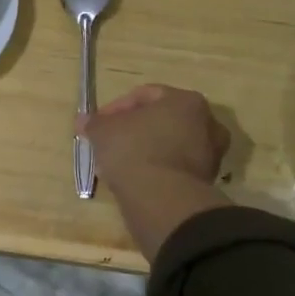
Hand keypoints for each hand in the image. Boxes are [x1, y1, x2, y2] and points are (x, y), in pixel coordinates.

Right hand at [81, 85, 230, 260]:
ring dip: (144, 150)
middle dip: (132, 130)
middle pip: (160, 120)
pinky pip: (173, 167)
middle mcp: (206, 123)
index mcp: (186, 101)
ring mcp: (210, 154)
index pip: (145, 95)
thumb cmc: (135, 151)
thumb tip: (84, 121)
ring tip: (117, 164)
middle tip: (109, 142)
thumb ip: (94, 122)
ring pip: (168, 145)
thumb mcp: (103, 131)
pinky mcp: (205, 182)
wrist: (162, 200)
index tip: (98, 124)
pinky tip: (133, 179)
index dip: (115, 108)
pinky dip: (155, 170)